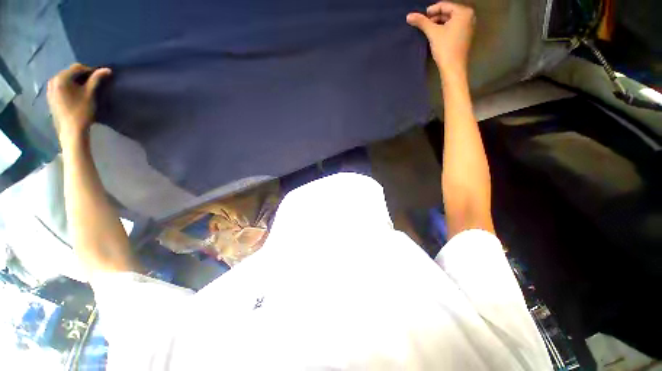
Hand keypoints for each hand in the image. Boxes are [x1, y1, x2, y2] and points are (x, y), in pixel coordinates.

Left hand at [47, 63, 110, 144]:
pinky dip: (69, 87)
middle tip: (92, 83)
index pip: (77, 67)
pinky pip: (60, 86)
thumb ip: (97, 80)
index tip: (99, 77)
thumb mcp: (90, 94)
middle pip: (69, 73)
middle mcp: (53, 80)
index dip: (90, 70)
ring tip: (84, 89)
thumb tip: (107, 69)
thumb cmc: (82, 111)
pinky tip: (76, 94)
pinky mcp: (51, 97)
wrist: (71, 130)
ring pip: (65, 79)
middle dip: (81, 76)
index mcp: (61, 78)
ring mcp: (50, 89)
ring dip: (75, 81)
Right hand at [407, 1, 474, 75]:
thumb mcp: (432, 33)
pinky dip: (444, 29)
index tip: (421, 18)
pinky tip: (436, 36)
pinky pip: (453, 27)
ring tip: (428, 31)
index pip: (444, 5)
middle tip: (424, 25)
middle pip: (448, 12)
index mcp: (463, 12)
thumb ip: (421, 22)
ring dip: (438, 24)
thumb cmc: (445, 48)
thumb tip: (409, 16)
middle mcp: (469, 16)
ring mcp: (468, 26)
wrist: (453, 68)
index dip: (431, 10)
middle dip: (435, 18)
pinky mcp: (465, 36)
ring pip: (450, 20)